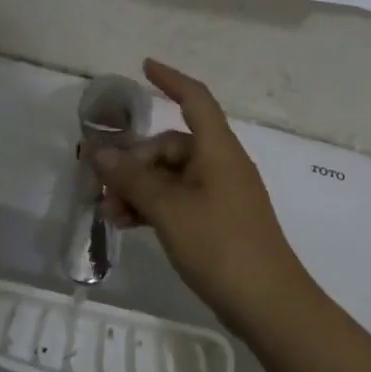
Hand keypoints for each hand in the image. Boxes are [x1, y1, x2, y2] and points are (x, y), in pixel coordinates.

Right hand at [87, 61, 314, 338]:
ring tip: (109, 212)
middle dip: (136, 160)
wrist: (269, 304)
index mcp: (218, 150)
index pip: (195, 99)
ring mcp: (221, 195)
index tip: (144, 67)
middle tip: (103, 185)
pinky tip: (128, 224)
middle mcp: (221, 165)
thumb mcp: (169, 209)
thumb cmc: (221, 245)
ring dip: (140, 188)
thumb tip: (101, 153)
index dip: (171, 79)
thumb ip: (134, 179)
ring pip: (172, 176)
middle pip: (173, 145)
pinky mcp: (219, 222)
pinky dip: (154, 206)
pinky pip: (180, 200)